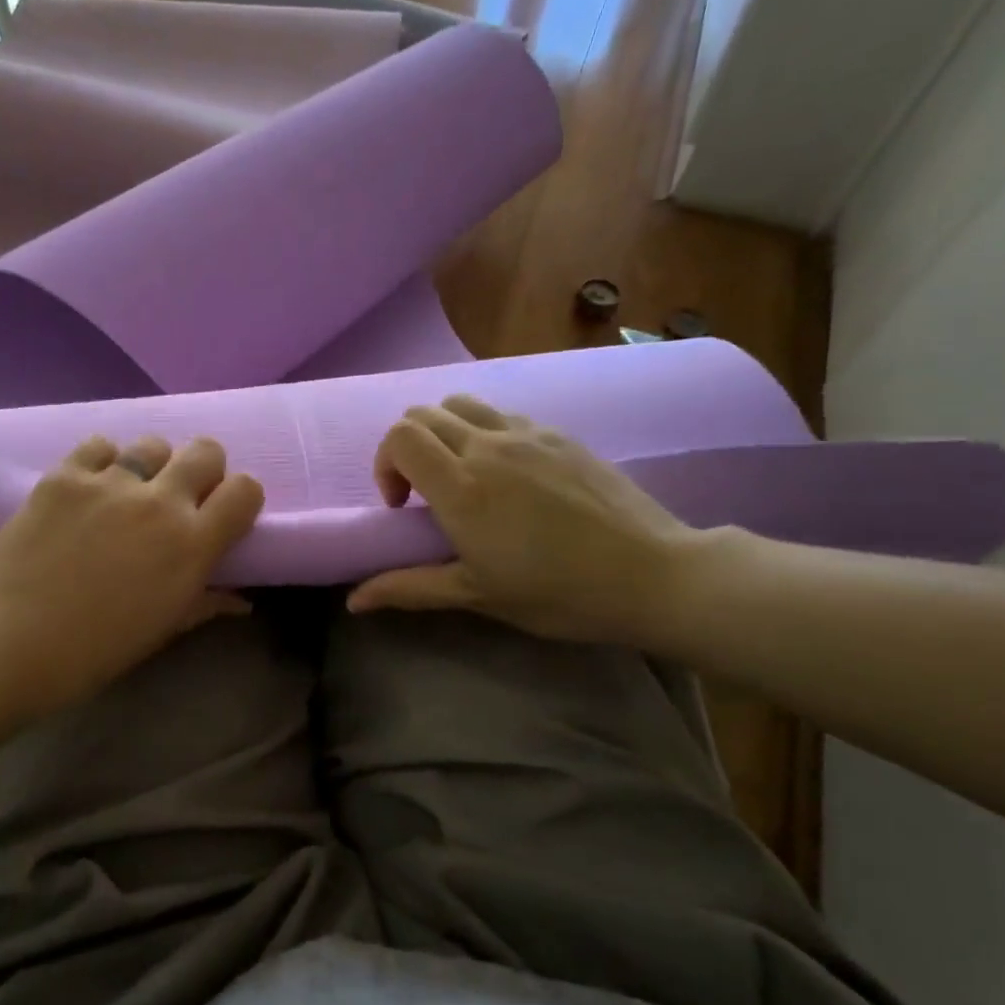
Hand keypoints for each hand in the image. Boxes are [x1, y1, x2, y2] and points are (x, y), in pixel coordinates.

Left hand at [0, 434, 263, 718]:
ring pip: (153, 444)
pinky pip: (99, 445)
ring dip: (151, 466)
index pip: (246, 489)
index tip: (223, 514)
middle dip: (202, 470)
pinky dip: (102, 462)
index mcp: (192, 544)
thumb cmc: (95, 650)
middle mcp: (159, 502)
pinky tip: (88, 490)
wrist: (9, 641)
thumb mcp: (162, 630)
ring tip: (127, 494)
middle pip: (206, 450)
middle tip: (179, 498)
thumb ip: (206, 603)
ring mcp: (110, 482)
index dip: (240, 498)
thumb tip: (240, 600)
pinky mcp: (65, 475)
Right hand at [347, 395, 700, 645]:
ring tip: (462, 475)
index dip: (385, 465)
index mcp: (462, 487)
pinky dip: (483, 431)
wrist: (651, 573)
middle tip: (424, 494)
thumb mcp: (477, 595)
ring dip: (443, 432)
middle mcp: (487, 446)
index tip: (402, 506)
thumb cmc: (558, 592)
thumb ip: (409, 588)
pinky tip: (508, 474)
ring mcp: (527, 433)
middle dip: (407, 449)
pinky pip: (502, 414)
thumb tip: (353, 600)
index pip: (400, 437)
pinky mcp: (558, 433)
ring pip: (461, 404)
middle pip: (422, 414)